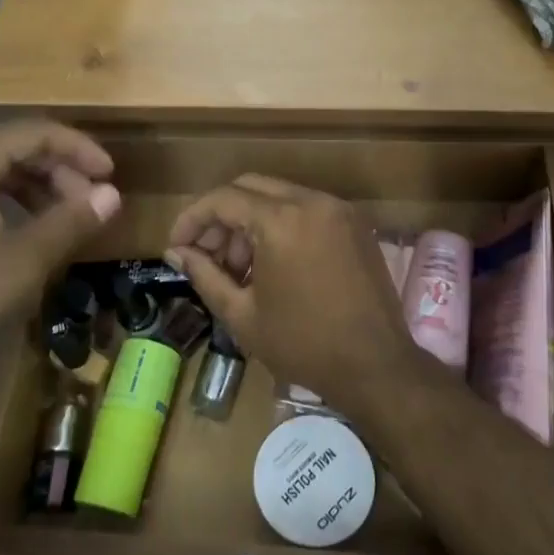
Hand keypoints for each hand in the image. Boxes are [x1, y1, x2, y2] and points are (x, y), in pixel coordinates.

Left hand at [0, 122, 119, 383]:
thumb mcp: (19, 262)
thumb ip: (69, 222)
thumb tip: (112, 195)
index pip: (36, 132)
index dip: (80, 149)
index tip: (111, 175)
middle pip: (14, 145)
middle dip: (59, 170)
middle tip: (91, 203)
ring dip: (34, 185)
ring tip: (64, 216)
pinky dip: (5, 197)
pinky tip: (23, 226)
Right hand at [163, 175, 418, 409]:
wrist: (376, 367)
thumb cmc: (303, 344)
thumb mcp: (242, 314)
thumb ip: (205, 275)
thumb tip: (177, 252)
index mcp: (281, 220)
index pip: (224, 199)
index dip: (193, 218)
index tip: (177, 245)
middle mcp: (312, 202)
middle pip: (251, 187)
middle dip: (222, 217)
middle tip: (207, 255)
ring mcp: (339, 210)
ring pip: (280, 196)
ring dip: (251, 221)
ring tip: (240, 268)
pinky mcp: (356, 225)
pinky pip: (307, 209)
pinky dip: (282, 225)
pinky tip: (274, 265)